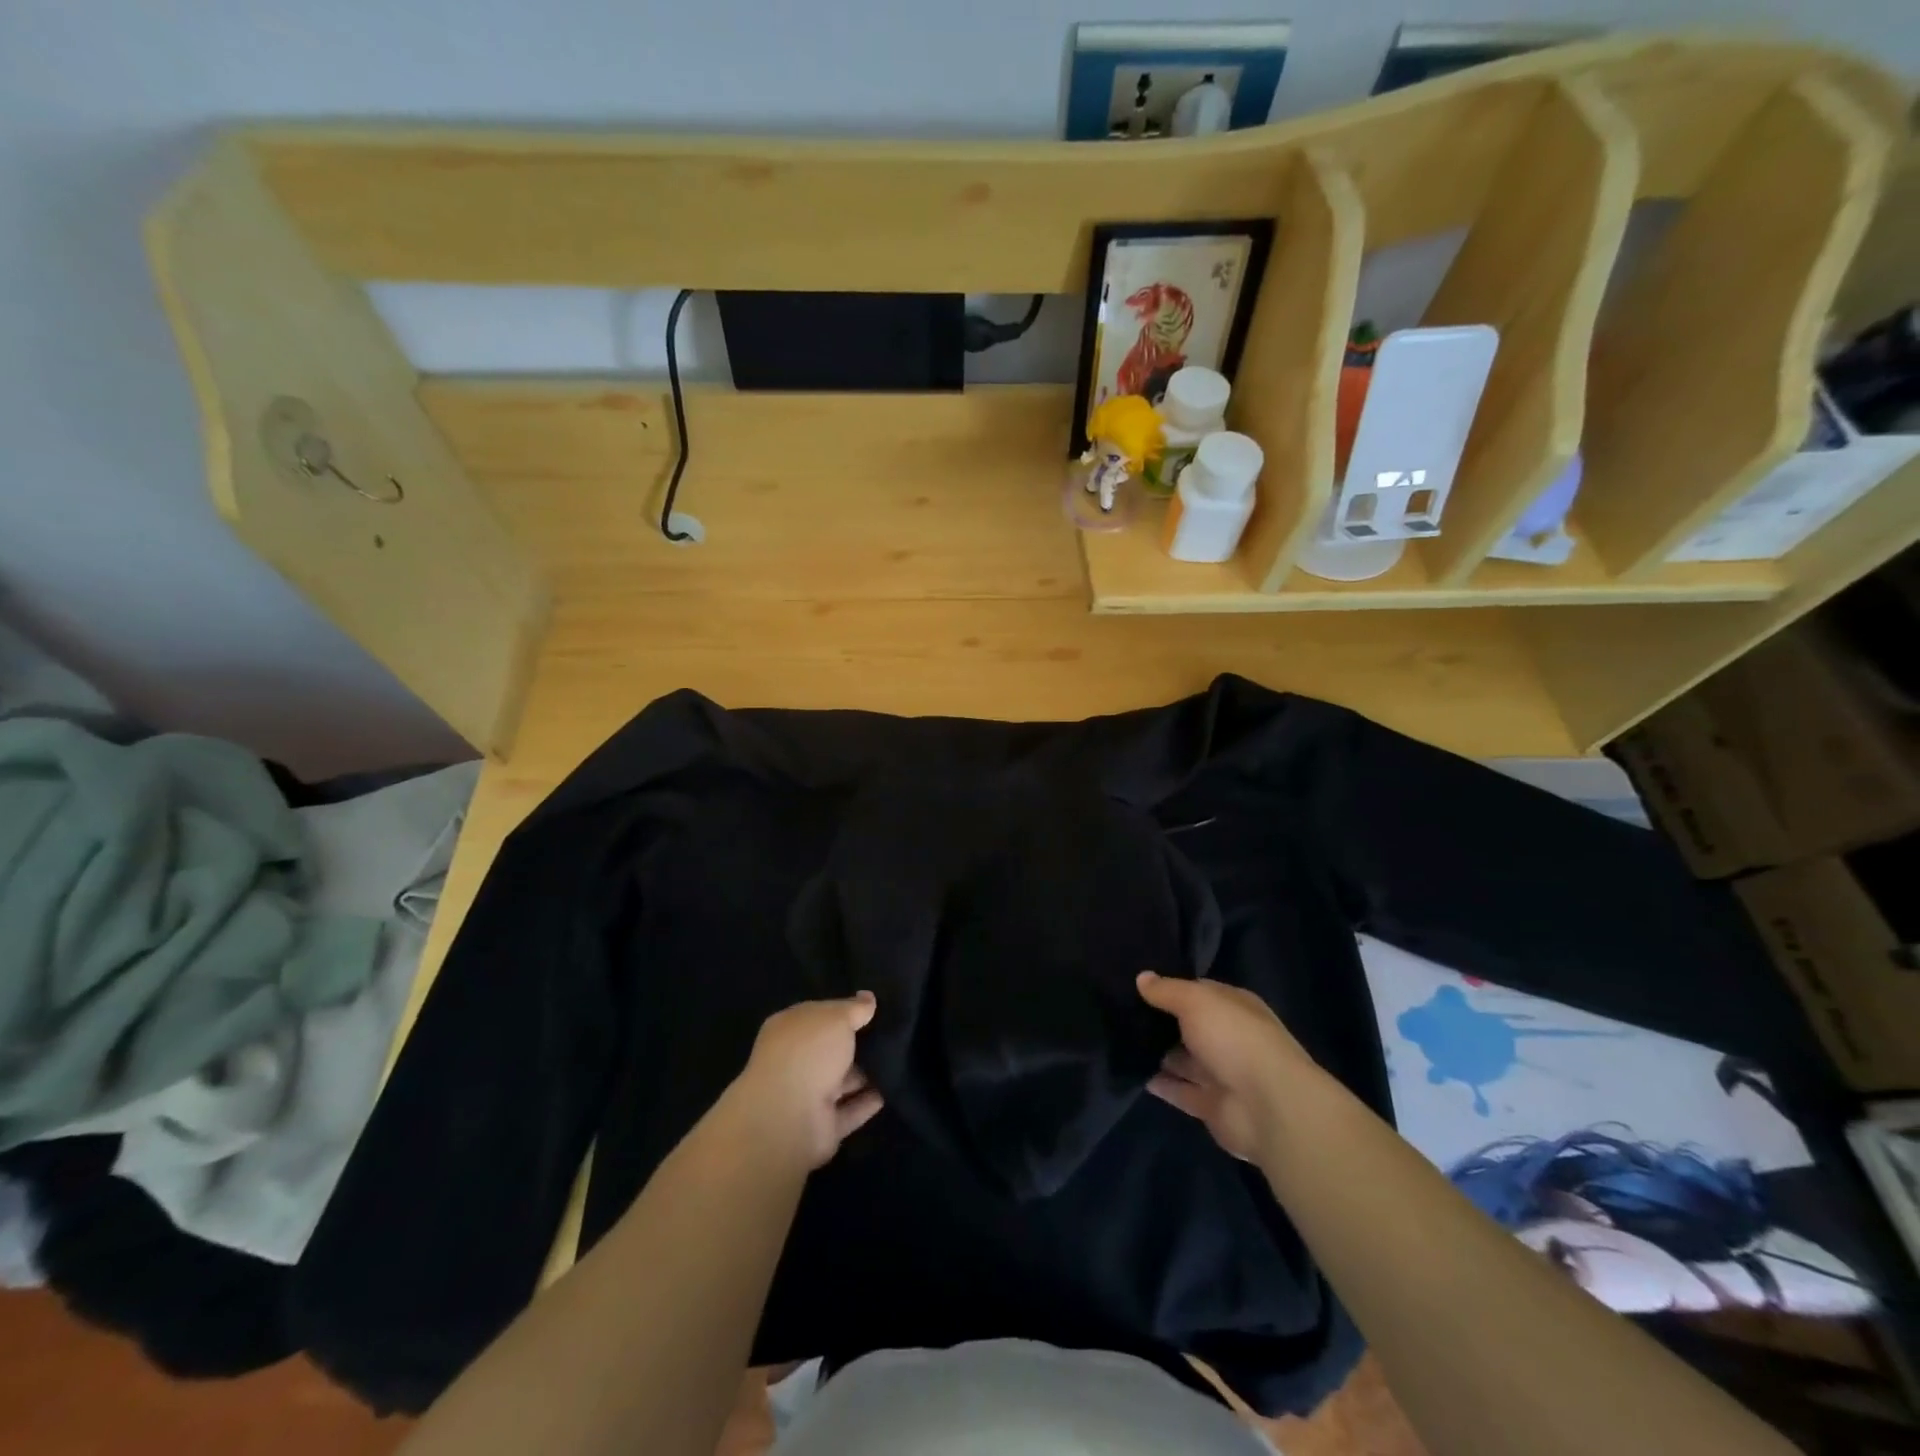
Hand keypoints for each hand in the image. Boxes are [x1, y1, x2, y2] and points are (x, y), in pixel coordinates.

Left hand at [725, 993, 883, 1170]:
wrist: (788, 1118)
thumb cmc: (808, 1053)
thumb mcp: (836, 1018)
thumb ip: (854, 1008)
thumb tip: (868, 997)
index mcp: (789, 1029)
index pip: (818, 1015)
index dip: (843, 1010)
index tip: (871, 1008)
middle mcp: (795, 1061)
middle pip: (829, 1050)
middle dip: (855, 1044)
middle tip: (890, 1033)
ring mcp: (807, 1096)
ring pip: (841, 1081)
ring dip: (865, 1074)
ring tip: (897, 1060)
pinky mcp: (822, 1127)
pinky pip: (850, 1110)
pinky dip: (868, 1102)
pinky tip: (892, 1090)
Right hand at [1136, 971, 1310, 1161]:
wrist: (1269, 1108)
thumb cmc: (1234, 1039)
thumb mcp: (1196, 1001)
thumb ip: (1167, 991)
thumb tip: (1142, 977)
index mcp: (1235, 1008)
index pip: (1200, 992)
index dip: (1171, 988)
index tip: (1138, 986)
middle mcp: (1230, 1038)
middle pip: (1190, 1027)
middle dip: (1161, 1022)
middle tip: (1121, 1013)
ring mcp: (1222, 1074)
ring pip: (1184, 1060)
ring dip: (1159, 1054)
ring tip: (1120, 1041)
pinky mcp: (1213, 1106)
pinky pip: (1181, 1092)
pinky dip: (1161, 1085)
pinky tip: (1134, 1073)